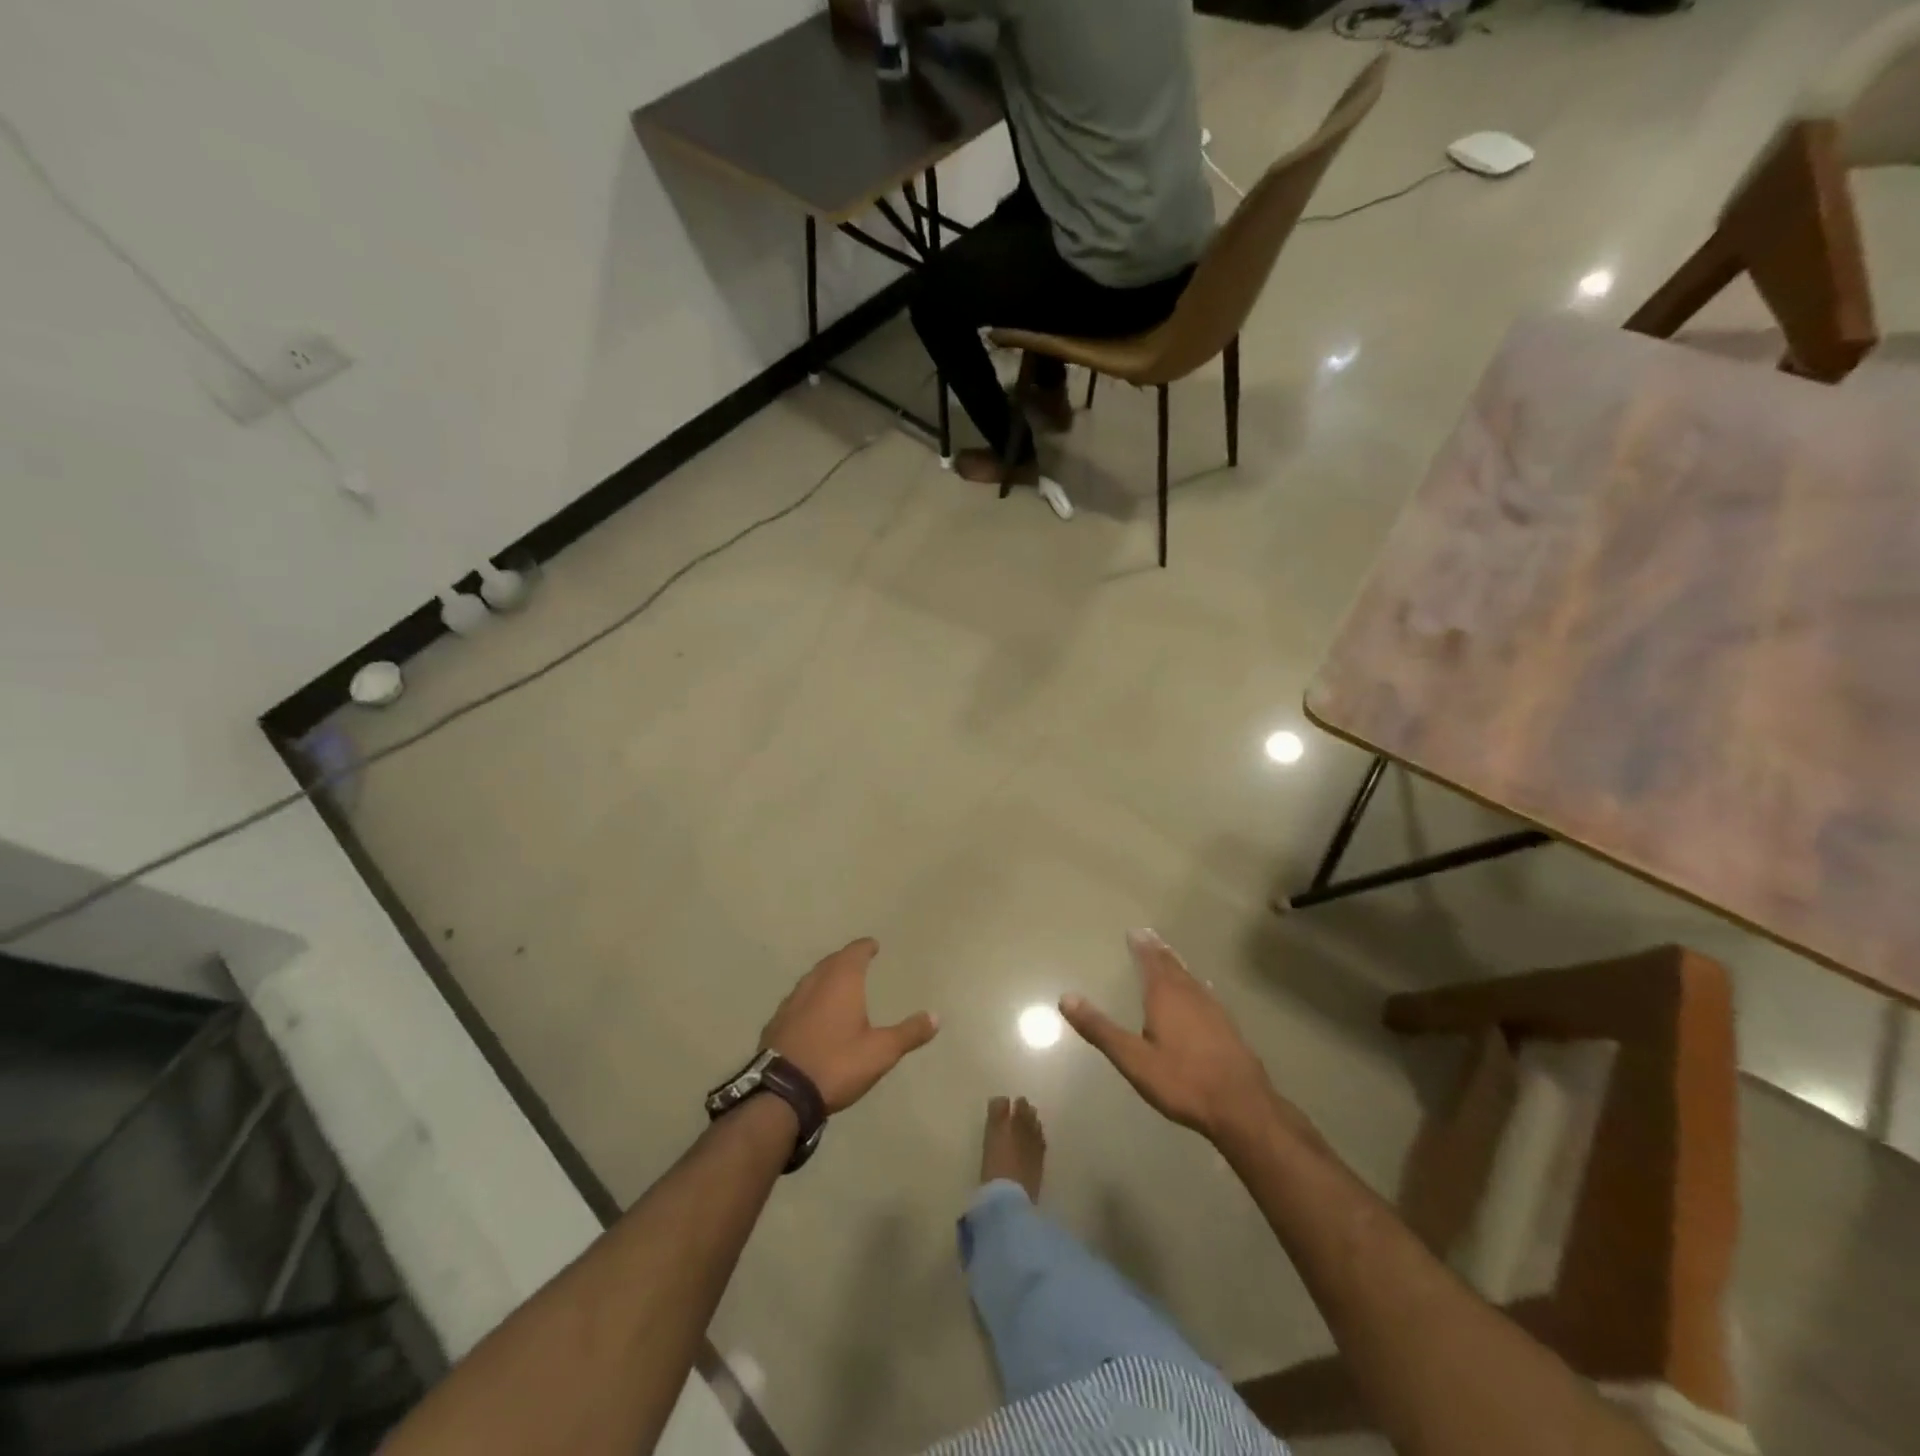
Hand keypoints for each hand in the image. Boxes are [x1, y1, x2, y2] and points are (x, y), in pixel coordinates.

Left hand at [761, 938, 938, 1112]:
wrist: (781, 1092)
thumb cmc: (837, 1063)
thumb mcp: (881, 1052)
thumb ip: (909, 1033)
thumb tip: (936, 1016)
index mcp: (842, 982)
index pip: (855, 952)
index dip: (865, 947)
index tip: (872, 944)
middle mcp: (814, 983)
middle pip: (831, 962)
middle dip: (845, 959)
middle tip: (857, 961)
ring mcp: (790, 1002)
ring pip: (811, 979)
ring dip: (825, 977)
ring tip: (836, 984)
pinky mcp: (775, 1023)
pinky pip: (796, 1000)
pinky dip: (809, 999)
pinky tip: (811, 1013)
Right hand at [1061, 929, 1290, 1146]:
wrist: (1242, 1106)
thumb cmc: (1182, 1081)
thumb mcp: (1133, 1059)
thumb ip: (1100, 1029)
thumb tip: (1066, 998)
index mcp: (1165, 997)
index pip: (1151, 962)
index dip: (1142, 946)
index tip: (1135, 931)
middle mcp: (1190, 995)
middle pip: (1172, 965)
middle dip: (1159, 950)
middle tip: (1150, 934)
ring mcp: (1213, 1010)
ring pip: (1191, 977)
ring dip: (1178, 964)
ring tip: (1170, 954)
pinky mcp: (1228, 1027)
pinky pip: (1207, 993)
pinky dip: (1197, 983)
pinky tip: (1203, 988)